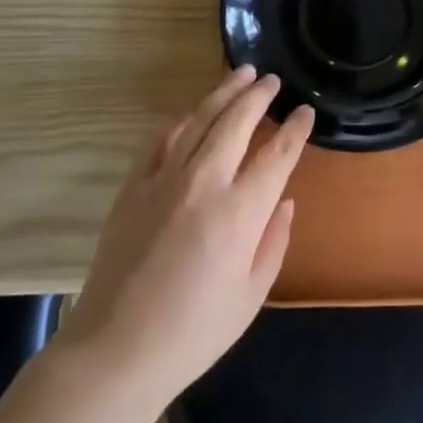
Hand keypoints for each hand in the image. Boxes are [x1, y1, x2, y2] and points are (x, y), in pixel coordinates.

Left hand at [57, 67, 313, 404]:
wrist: (117, 348)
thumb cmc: (194, 332)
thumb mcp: (251, 296)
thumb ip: (273, 241)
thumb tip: (284, 200)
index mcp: (239, 213)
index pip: (276, 156)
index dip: (295, 130)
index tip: (305, 111)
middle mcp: (204, 183)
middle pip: (236, 122)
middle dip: (258, 96)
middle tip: (271, 81)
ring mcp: (164, 179)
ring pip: (199, 120)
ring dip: (222, 93)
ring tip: (240, 74)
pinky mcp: (133, 185)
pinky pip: (160, 139)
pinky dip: (180, 119)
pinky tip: (191, 112)